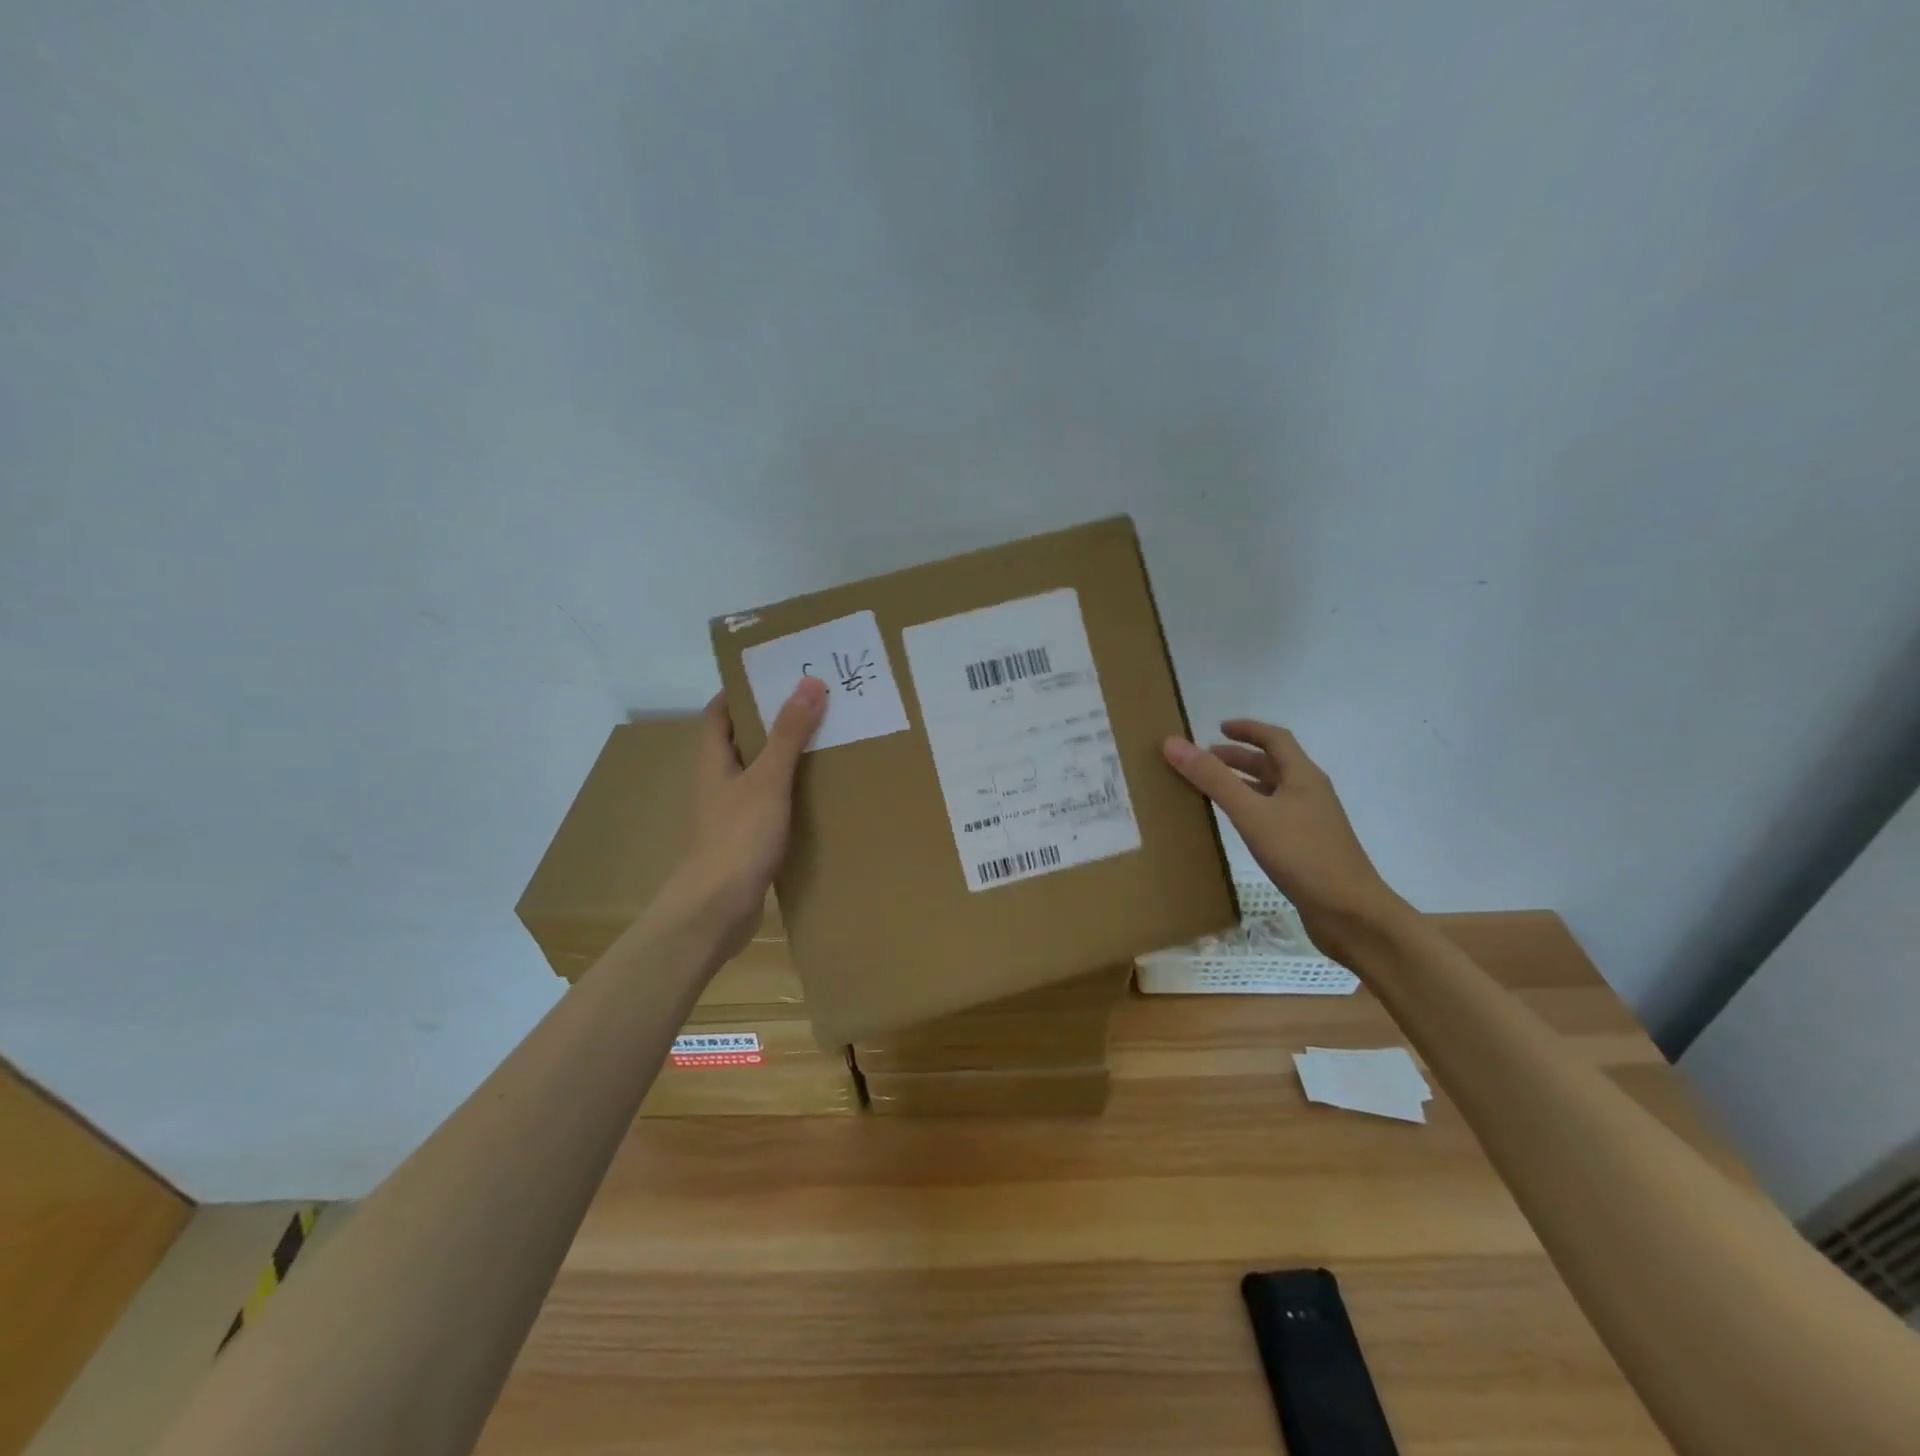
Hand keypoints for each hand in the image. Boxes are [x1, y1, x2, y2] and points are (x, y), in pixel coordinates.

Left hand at [667, 677, 827, 962]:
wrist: (716, 909)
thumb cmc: (737, 837)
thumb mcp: (768, 779)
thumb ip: (788, 734)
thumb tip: (808, 683)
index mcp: (713, 761)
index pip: (720, 712)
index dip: (743, 690)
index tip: (778, 675)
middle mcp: (718, 782)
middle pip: (742, 741)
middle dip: (773, 722)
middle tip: (816, 705)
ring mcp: (730, 814)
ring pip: (758, 775)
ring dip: (785, 759)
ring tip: (826, 743)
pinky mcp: (745, 841)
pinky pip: (770, 806)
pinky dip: (791, 795)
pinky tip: (820, 796)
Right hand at [1163, 720, 1409, 963]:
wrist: (1351, 914)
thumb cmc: (1303, 856)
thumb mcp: (1252, 814)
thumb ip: (1213, 779)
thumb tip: (1173, 743)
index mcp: (1303, 776)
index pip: (1275, 738)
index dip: (1247, 729)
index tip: (1217, 728)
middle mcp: (1310, 793)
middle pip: (1273, 764)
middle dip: (1239, 757)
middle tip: (1205, 759)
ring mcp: (1311, 822)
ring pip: (1273, 791)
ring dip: (1244, 783)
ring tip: (1212, 789)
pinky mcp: (1307, 848)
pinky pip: (1274, 816)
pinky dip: (1251, 809)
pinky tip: (1236, 826)